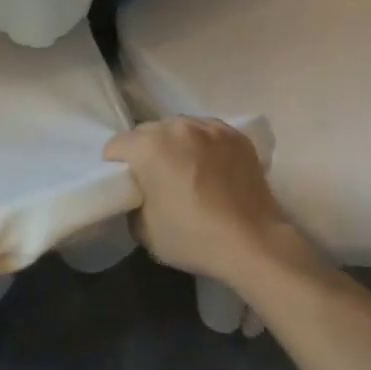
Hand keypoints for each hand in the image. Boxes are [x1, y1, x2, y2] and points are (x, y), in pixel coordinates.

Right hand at [104, 118, 312, 288]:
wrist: (254, 243)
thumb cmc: (193, 238)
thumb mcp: (143, 230)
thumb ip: (132, 202)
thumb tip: (139, 193)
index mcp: (149, 146)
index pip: (116, 145)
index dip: (116, 167)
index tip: (128, 186)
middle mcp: (177, 126)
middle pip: (147, 132)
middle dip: (145, 152)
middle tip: (156, 180)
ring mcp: (210, 127)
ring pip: (179, 128)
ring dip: (175, 145)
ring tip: (187, 171)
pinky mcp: (236, 134)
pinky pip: (207, 132)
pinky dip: (203, 145)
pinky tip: (211, 168)